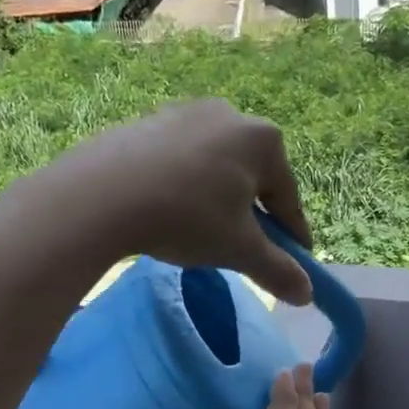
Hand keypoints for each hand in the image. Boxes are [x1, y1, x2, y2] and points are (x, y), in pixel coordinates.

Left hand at [55, 98, 313, 305]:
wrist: (100, 195)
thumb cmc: (187, 218)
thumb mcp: (239, 250)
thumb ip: (278, 270)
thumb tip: (308, 295)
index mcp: (263, 140)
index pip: (288, 198)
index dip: (293, 236)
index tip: (295, 263)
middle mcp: (230, 114)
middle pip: (252, 178)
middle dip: (253, 214)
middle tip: (244, 249)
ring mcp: (185, 113)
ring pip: (216, 168)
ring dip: (218, 200)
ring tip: (203, 231)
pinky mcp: (148, 122)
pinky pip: (180, 161)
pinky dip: (184, 187)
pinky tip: (169, 211)